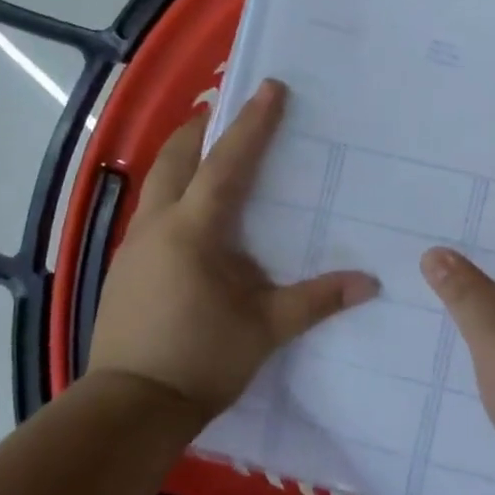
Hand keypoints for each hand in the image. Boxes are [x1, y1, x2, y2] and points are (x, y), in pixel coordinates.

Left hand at [88, 80, 379, 422]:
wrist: (129, 407)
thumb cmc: (200, 360)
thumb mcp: (265, 329)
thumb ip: (316, 301)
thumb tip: (370, 283)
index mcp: (193, 230)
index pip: (227, 163)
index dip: (251, 123)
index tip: (270, 87)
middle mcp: (158, 225)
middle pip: (175, 157)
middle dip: (200, 127)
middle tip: (225, 109)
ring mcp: (134, 245)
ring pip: (157, 182)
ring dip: (182, 157)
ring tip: (208, 151)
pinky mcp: (124, 267)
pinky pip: (151, 211)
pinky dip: (172, 192)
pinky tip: (190, 215)